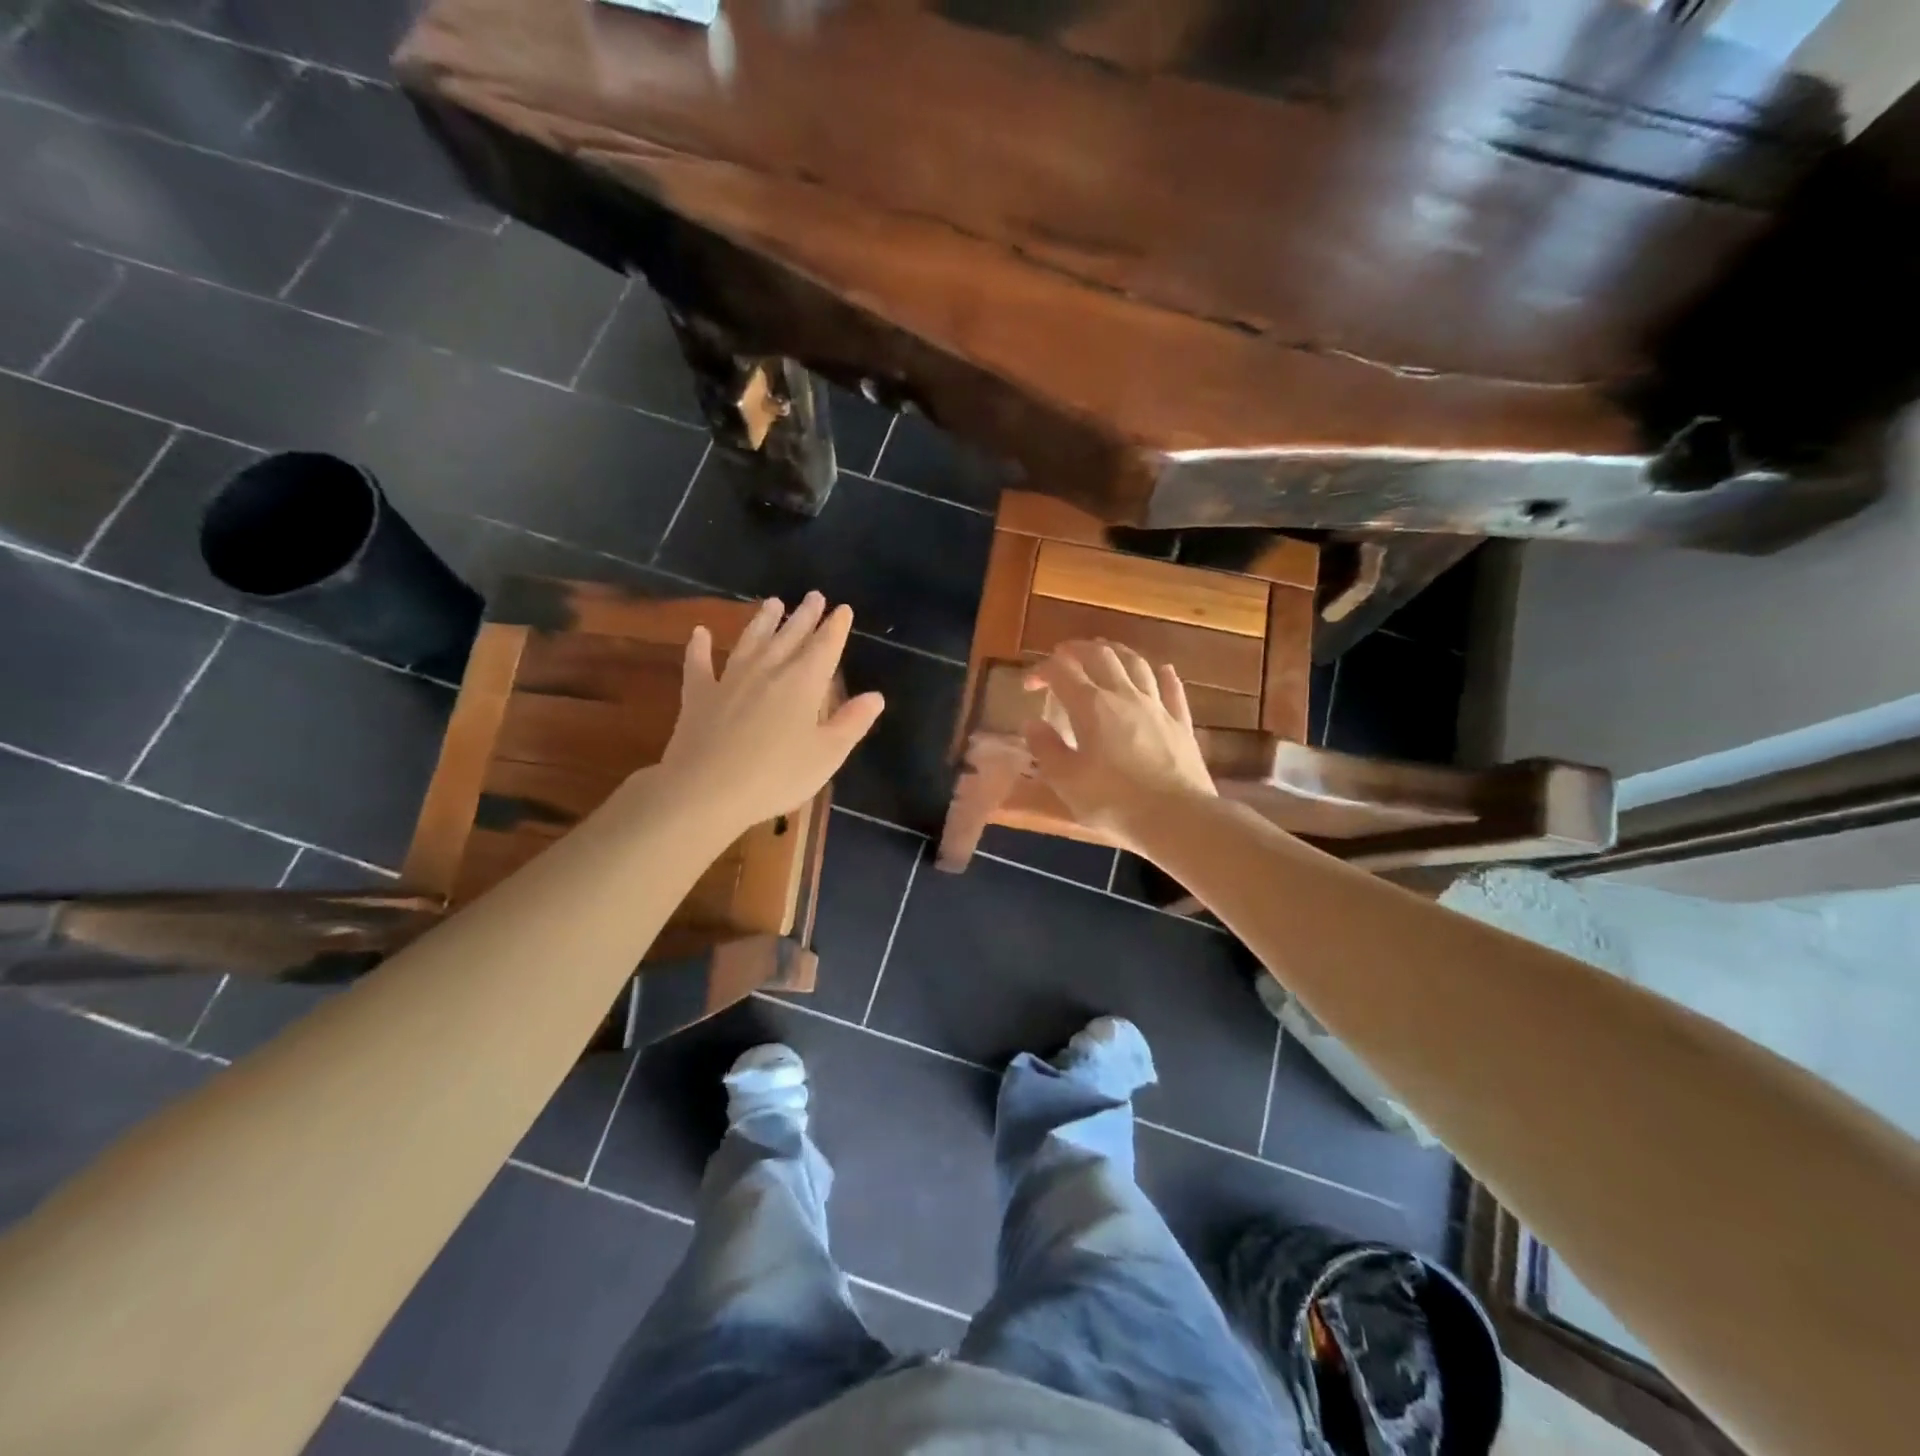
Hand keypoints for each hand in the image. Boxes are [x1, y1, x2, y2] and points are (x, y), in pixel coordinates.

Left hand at [660, 593, 883, 832]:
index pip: (825, 646)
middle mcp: (768, 670)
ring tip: (773, 602)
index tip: (843, 609)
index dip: (836, 627)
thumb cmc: (777, 775)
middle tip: (814, 596)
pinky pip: (698, 663)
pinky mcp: (698, 695)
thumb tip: (876, 697)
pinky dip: (699, 647)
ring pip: (750, 641)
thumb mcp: (827, 755)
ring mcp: (730, 680)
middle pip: (790, 636)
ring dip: (762, 621)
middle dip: (805, 616)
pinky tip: (699, 634)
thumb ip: (852, 723)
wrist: (706, 790)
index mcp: (803, 683)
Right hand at [1023, 640, 1215, 841]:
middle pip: (1101, 656)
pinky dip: (1164, 675)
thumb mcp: (1067, 781)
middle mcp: (1125, 695)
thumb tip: (1031, 723)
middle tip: (1063, 657)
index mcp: (1091, 707)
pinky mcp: (1181, 723)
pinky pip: (1173, 690)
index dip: (1041, 670)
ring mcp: (1157, 707)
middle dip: (1077, 650)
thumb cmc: (1114, 802)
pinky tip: (1162, 669)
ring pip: (1137, 664)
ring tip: (1105, 651)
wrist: (1178, 818)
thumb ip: (1046, 748)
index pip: (1061, 672)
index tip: (1029, 685)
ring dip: (1117, 652)